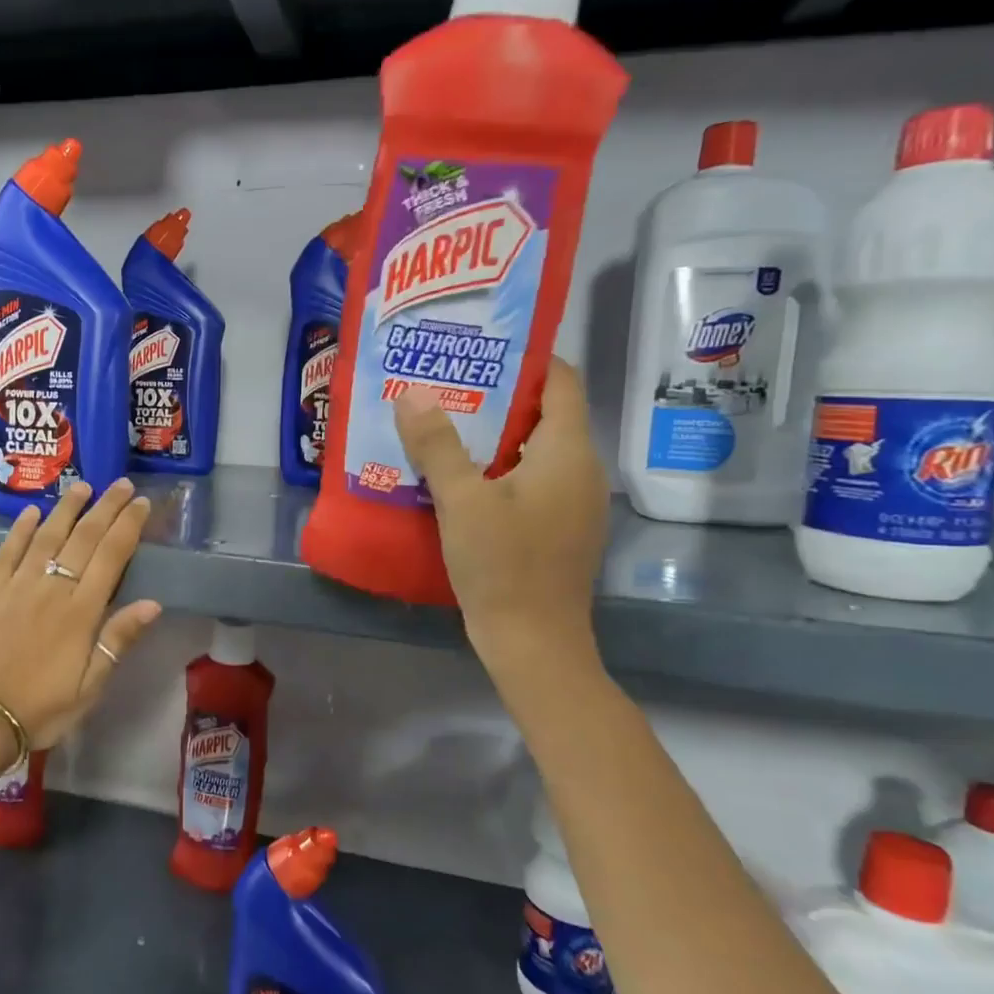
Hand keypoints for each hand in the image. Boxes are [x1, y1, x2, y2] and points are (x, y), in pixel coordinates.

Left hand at [0, 479, 161, 751]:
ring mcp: (16, 586)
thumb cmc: (39, 709)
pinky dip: (21, 529)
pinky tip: (32, 512)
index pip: (111, 556)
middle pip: (84, 538)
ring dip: (67, 508)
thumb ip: (117, 641)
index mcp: (81, 612)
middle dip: (105, 507)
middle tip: (121, 483)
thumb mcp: (88, 688)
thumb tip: (153, 603)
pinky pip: (7, 550)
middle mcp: (51, 589)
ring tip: (83, 486)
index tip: (141, 503)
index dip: (128, 526)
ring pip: (47, 536)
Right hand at [393, 361, 607, 687]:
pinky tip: (458, 478)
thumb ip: (437, 444)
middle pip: (545, 415)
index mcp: (568, 452)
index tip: (478, 350)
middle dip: (498, 397)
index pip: (560, 382)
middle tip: (446, 385)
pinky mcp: (558, 529)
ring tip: (444, 425)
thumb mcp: (462, 500)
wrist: (533, 643)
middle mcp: (581, 470)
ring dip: (494, 436)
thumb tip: (411, 394)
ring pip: (535, 451)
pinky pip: (531, 481)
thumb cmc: (503, 564)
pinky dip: (499, 470)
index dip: (526, 359)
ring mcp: (573, 503)